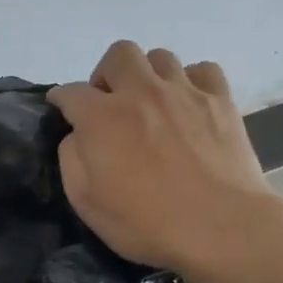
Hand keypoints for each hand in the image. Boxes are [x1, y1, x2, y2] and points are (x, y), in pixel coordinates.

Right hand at [48, 41, 280, 279]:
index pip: (70, 92)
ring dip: (148, 75)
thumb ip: (72, 158)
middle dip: (106, 73)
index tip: (62, 109)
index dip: (61, 99)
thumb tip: (78, 135)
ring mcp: (184, 92)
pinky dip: (190, 81)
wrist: (219, 227)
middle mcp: (140, 92)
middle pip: (118, 54)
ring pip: (160, 57)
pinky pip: (202, 70)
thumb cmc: (144, 222)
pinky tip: (188, 104)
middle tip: (109, 102)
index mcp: (101, 117)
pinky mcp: (221, 101)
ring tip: (151, 103)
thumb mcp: (85, 202)